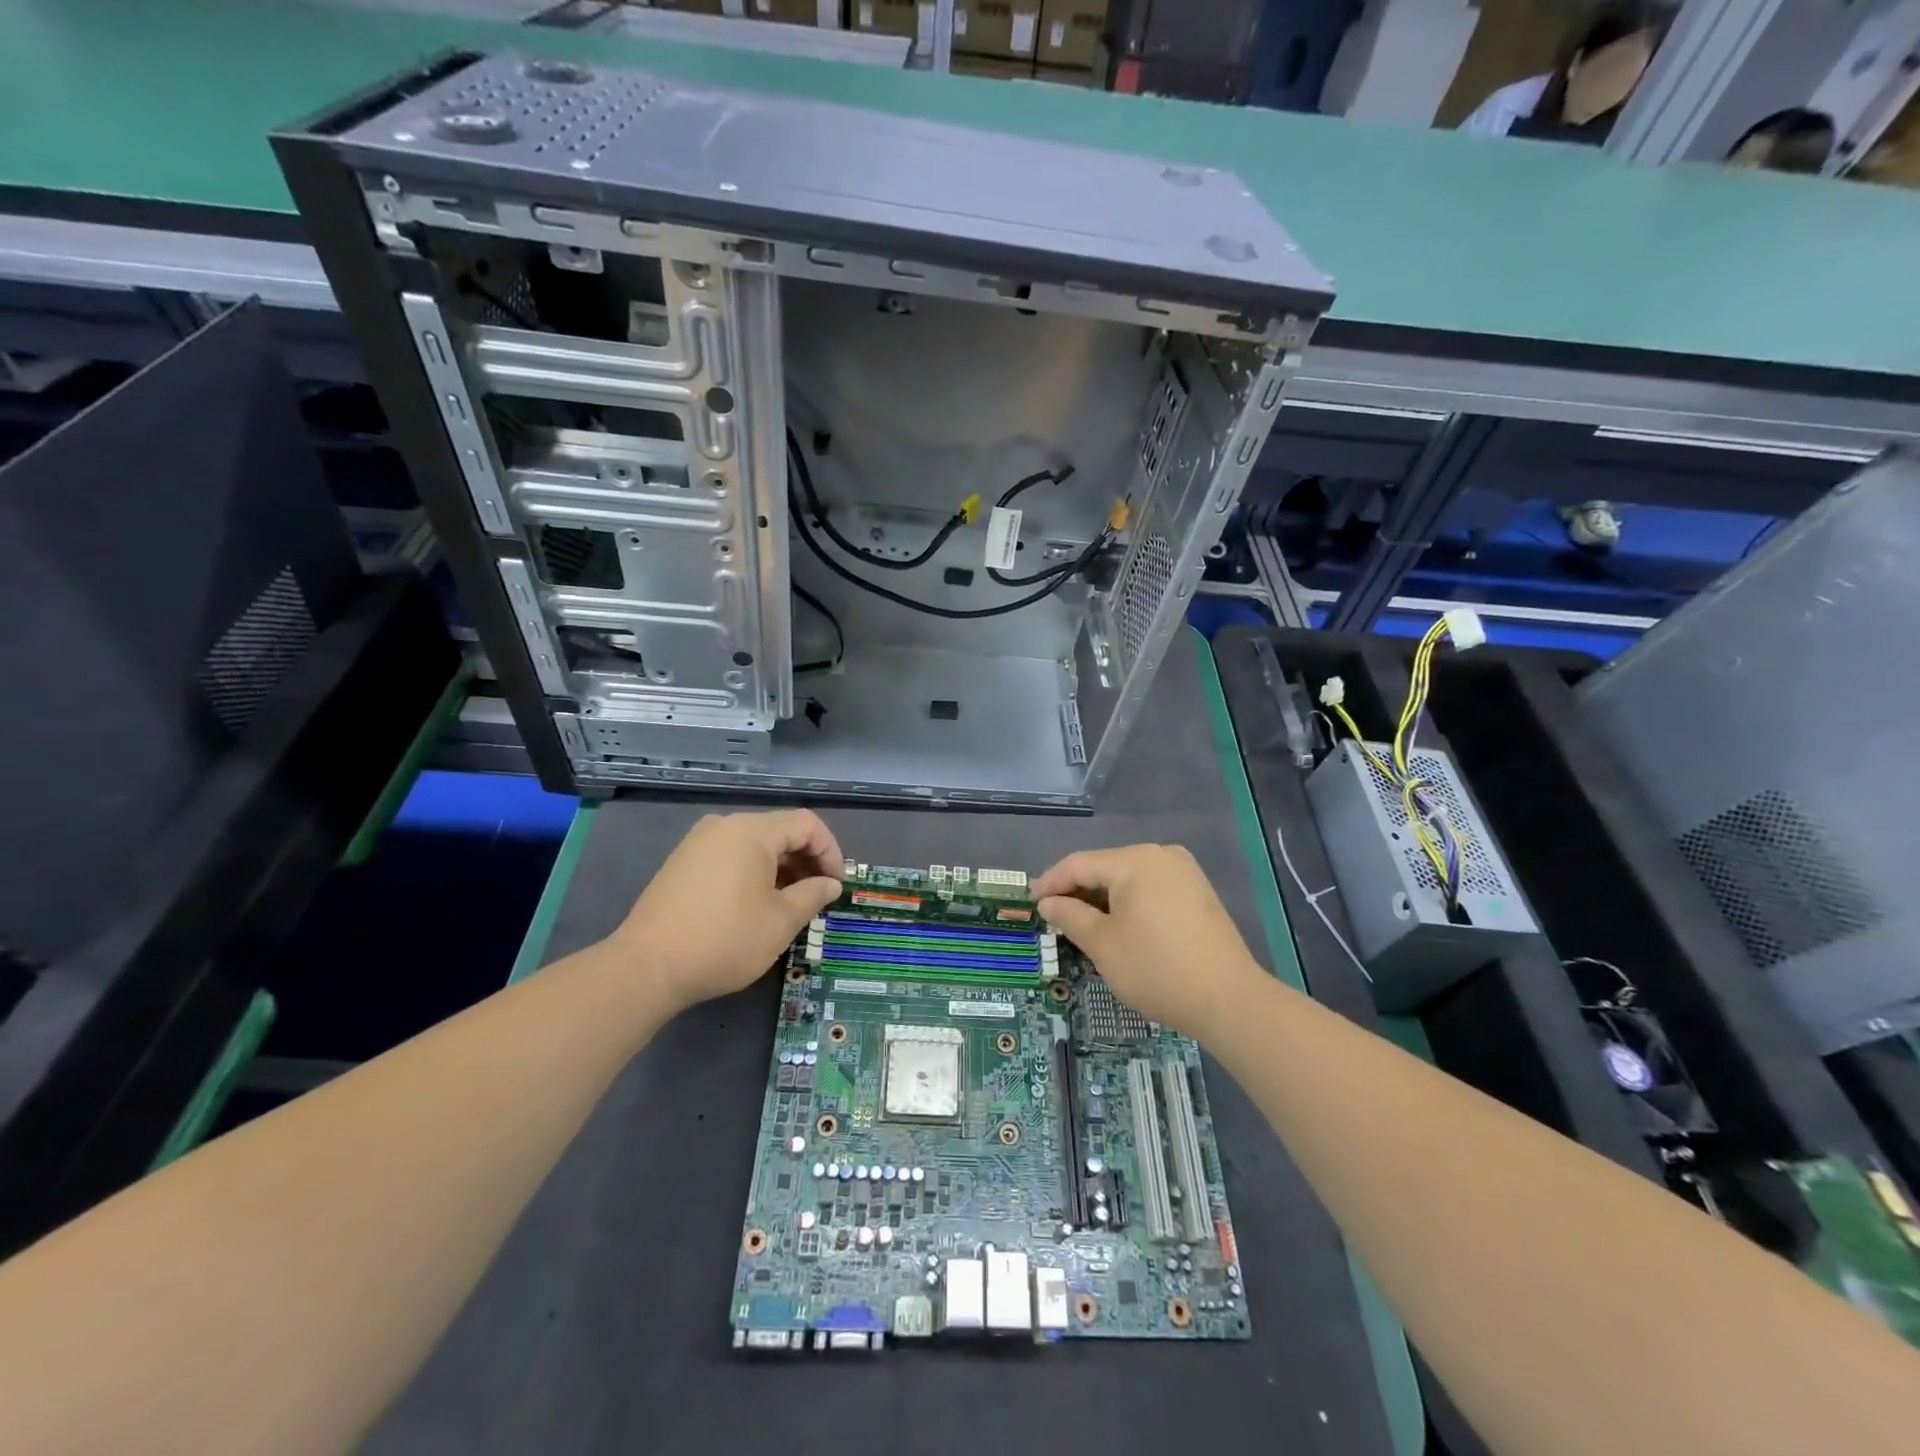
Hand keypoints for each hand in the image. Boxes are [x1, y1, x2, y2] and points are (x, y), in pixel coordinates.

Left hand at [611, 810, 842, 1012]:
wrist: (646, 967)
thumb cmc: (724, 939)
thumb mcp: (781, 921)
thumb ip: (813, 895)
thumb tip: (830, 884)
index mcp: (751, 831)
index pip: (806, 824)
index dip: (831, 851)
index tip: (837, 885)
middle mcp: (724, 825)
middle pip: (779, 831)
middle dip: (806, 861)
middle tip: (818, 896)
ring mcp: (698, 843)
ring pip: (754, 845)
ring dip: (780, 869)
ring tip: (789, 904)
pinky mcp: (681, 863)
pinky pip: (730, 856)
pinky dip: (752, 873)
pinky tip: (754, 905)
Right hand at [1034, 844, 1262, 1037]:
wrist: (1229, 1000)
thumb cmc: (1156, 969)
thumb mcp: (1102, 944)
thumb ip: (1069, 916)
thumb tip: (1048, 902)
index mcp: (1136, 860)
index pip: (1079, 864)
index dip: (1051, 882)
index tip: (1031, 903)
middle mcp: (1161, 855)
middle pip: (1105, 868)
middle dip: (1077, 892)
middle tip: (1053, 917)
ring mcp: (1184, 872)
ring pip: (1128, 880)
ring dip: (1102, 900)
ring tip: (1081, 926)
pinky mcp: (1197, 893)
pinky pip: (1150, 889)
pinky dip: (1128, 905)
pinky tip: (1117, 927)